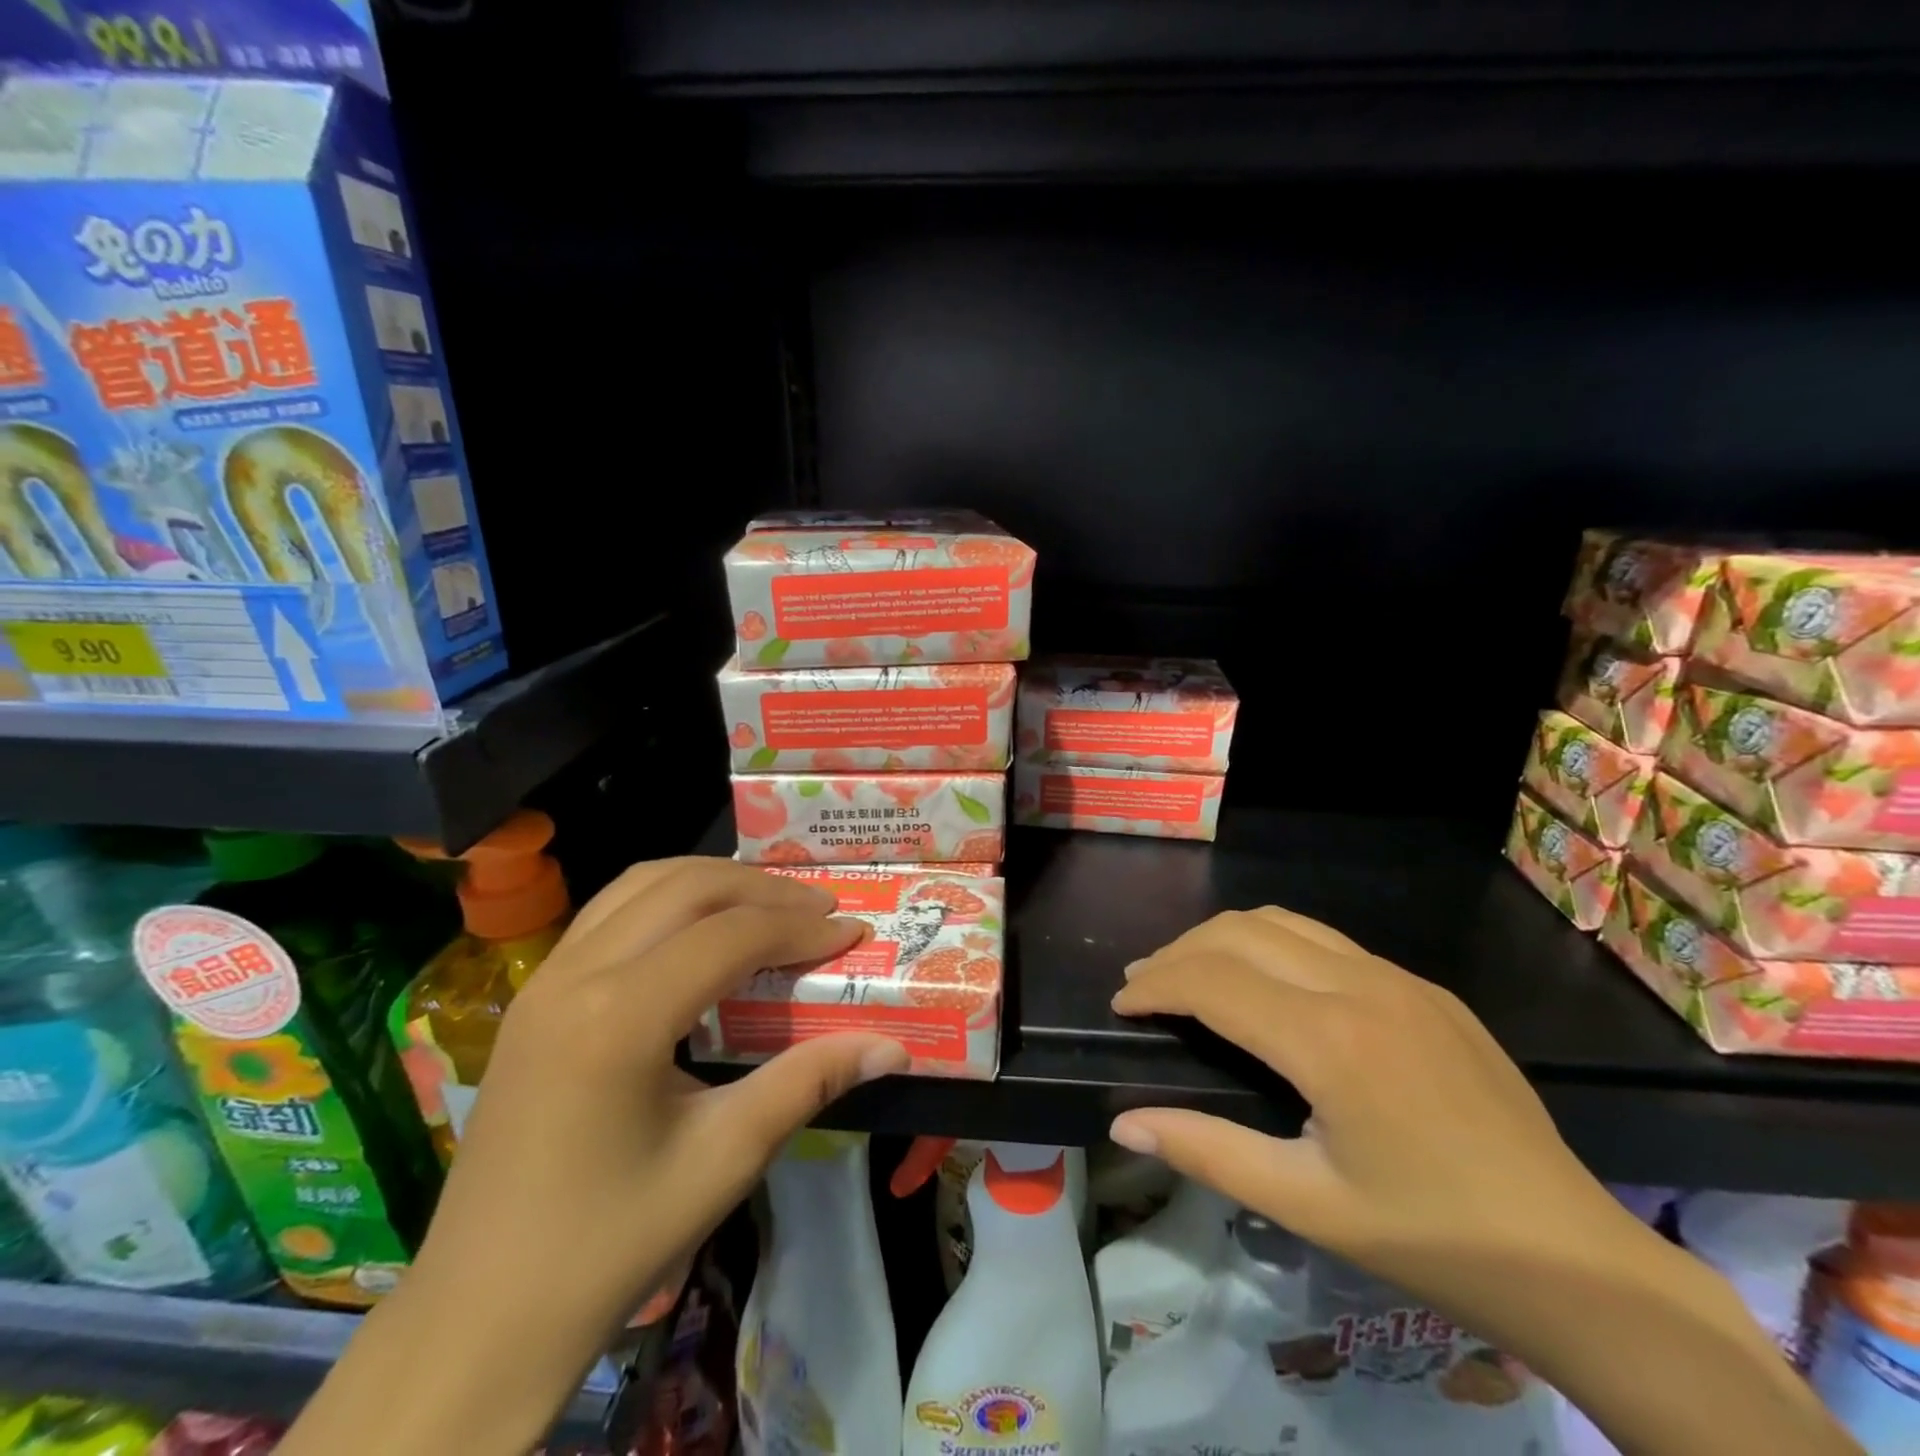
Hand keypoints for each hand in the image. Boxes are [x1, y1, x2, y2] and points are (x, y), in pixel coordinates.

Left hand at [418, 856, 908, 1338]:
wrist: (481, 1316)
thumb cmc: (611, 1242)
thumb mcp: (725, 1158)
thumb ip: (810, 1081)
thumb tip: (892, 1045)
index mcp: (619, 1018)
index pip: (730, 935)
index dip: (800, 927)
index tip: (852, 930)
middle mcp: (575, 975)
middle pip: (687, 888)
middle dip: (763, 889)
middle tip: (820, 908)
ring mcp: (544, 979)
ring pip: (642, 883)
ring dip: (714, 881)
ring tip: (769, 903)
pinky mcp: (533, 994)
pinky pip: (610, 910)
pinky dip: (669, 897)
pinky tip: (700, 929)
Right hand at [1108, 909, 1863, 1455]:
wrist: (1578, 1260)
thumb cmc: (1431, 1240)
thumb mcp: (1306, 1205)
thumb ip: (1207, 1151)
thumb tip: (1123, 1122)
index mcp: (1329, 1040)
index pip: (1211, 980)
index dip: (1155, 985)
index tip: (1121, 1006)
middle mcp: (1361, 985)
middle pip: (1238, 932)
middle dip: (1178, 952)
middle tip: (1144, 987)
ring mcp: (1400, 979)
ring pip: (1283, 922)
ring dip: (1223, 939)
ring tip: (1191, 974)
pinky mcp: (1427, 989)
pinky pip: (1327, 942)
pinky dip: (1272, 948)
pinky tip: (1267, 990)